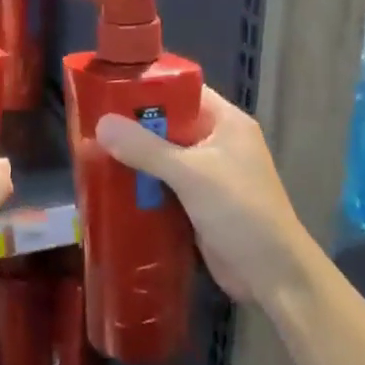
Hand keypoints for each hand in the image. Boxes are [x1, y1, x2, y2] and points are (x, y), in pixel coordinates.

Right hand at [94, 86, 309, 304]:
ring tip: (90, 151)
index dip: (148, 87)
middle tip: (91, 123)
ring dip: (134, 157)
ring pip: (162, 156)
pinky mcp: (197, 203)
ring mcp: (208, 174)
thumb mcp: (191, 174)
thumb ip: (146, 148)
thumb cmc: (240, 211)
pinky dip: (141, 184)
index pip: (183, 91)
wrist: (274, 276)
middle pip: (168, 123)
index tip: (108, 89)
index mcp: (225, 122)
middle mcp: (217, 142)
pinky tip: (110, 184)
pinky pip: (163, 184)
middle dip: (133, 126)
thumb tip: (101, 123)